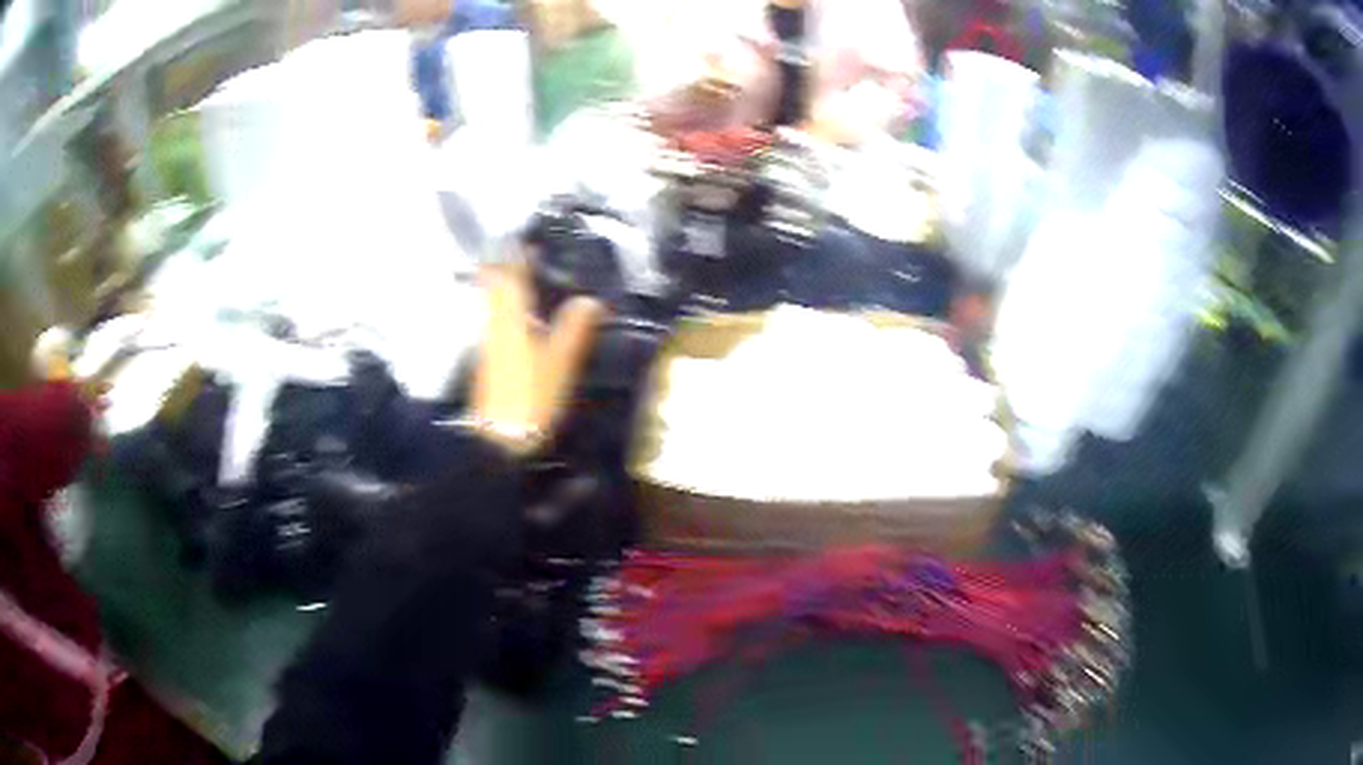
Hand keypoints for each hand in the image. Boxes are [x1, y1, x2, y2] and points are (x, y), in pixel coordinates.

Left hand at [471, 251, 607, 454]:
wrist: (499, 438)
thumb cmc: (531, 397)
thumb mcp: (559, 363)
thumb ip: (573, 328)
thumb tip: (590, 299)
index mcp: (511, 321)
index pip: (510, 279)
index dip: (515, 259)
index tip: (524, 243)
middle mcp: (494, 326)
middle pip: (494, 290)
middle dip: (504, 270)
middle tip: (521, 259)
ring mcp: (488, 345)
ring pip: (492, 307)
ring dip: (503, 291)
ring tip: (523, 285)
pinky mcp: (487, 362)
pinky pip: (495, 324)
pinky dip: (505, 313)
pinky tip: (520, 323)